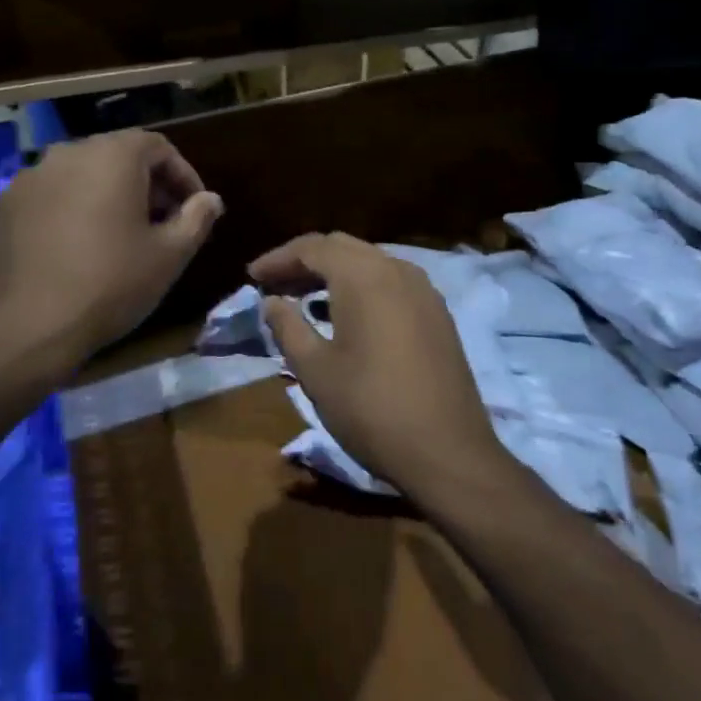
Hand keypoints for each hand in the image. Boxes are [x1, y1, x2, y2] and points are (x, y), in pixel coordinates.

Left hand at [0, 130, 222, 370]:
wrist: (27, 327)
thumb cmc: (110, 284)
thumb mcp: (169, 256)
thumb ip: (197, 218)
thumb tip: (210, 199)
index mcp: (113, 156)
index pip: (158, 147)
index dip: (183, 176)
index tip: (194, 209)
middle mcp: (68, 153)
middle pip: (118, 156)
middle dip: (146, 184)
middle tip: (162, 223)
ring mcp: (29, 177)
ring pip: (81, 174)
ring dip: (106, 194)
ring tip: (118, 235)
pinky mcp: (3, 205)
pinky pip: (49, 195)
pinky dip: (70, 209)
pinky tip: (75, 246)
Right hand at [249, 232, 507, 500]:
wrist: (448, 453)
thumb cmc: (371, 409)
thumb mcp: (316, 370)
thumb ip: (288, 327)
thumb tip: (271, 301)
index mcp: (363, 276)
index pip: (312, 247)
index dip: (278, 258)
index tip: (252, 276)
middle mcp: (396, 270)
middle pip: (342, 247)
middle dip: (305, 261)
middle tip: (274, 284)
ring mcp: (423, 290)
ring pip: (369, 262)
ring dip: (334, 272)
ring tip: (304, 298)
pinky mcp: (437, 313)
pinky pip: (391, 281)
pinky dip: (362, 286)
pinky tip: (346, 314)